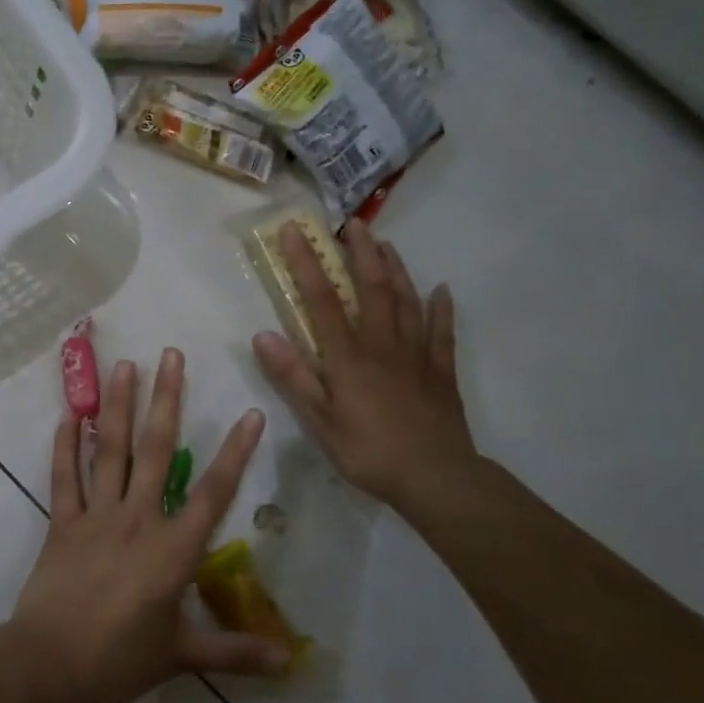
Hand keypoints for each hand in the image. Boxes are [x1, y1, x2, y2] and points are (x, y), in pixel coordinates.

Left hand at [9, 349, 292, 702]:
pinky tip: (69, 415)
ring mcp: (96, 516)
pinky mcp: (62, 522)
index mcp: (173, 549)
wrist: (49, 664)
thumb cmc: (119, 661)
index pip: (213, 492)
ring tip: (125, 366)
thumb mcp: (182, 657)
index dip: (235, 452)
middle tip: (171, 355)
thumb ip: (235, 652)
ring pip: (109, 451)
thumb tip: (290, 660)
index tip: (250, 411)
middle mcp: (137, 519)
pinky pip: (64, 478)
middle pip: (155, 450)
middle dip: (167, 400)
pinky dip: (65, 446)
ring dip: (117, 406)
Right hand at [252, 220, 478, 513]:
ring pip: (407, 301)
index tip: (295, 231)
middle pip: (372, 288)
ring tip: (385, 244)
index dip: (307, 263)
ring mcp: (416, 355)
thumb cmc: (368, 451)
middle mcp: (382, 344)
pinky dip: (442, 308)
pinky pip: (442, 333)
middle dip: (360, 253)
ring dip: (395, 269)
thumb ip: (292, 376)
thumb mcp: (318, 421)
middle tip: (352, 224)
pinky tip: (442, 290)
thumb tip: (261, 335)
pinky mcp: (441, 372)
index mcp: (348, 356)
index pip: (322, 299)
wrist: (436, 478)